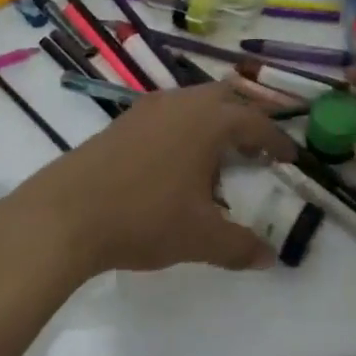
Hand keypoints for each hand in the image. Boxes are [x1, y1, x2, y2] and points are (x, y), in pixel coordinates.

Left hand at [0, 84, 296, 284]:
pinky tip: (177, 162)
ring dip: (213, 122)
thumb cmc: (143, 218)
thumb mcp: (200, 238)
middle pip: (225, 98)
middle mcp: (180, 104)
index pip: (255, 121)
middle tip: (258, 148)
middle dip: (246, 119)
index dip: (277, 140)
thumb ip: (241, 246)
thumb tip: (270, 258)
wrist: (65, 214)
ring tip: (219, 156)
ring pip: (192, 102)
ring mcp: (146, 108)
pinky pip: (167, 114)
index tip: (290, 158)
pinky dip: (185, 128)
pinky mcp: (121, 122)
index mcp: (208, 121)